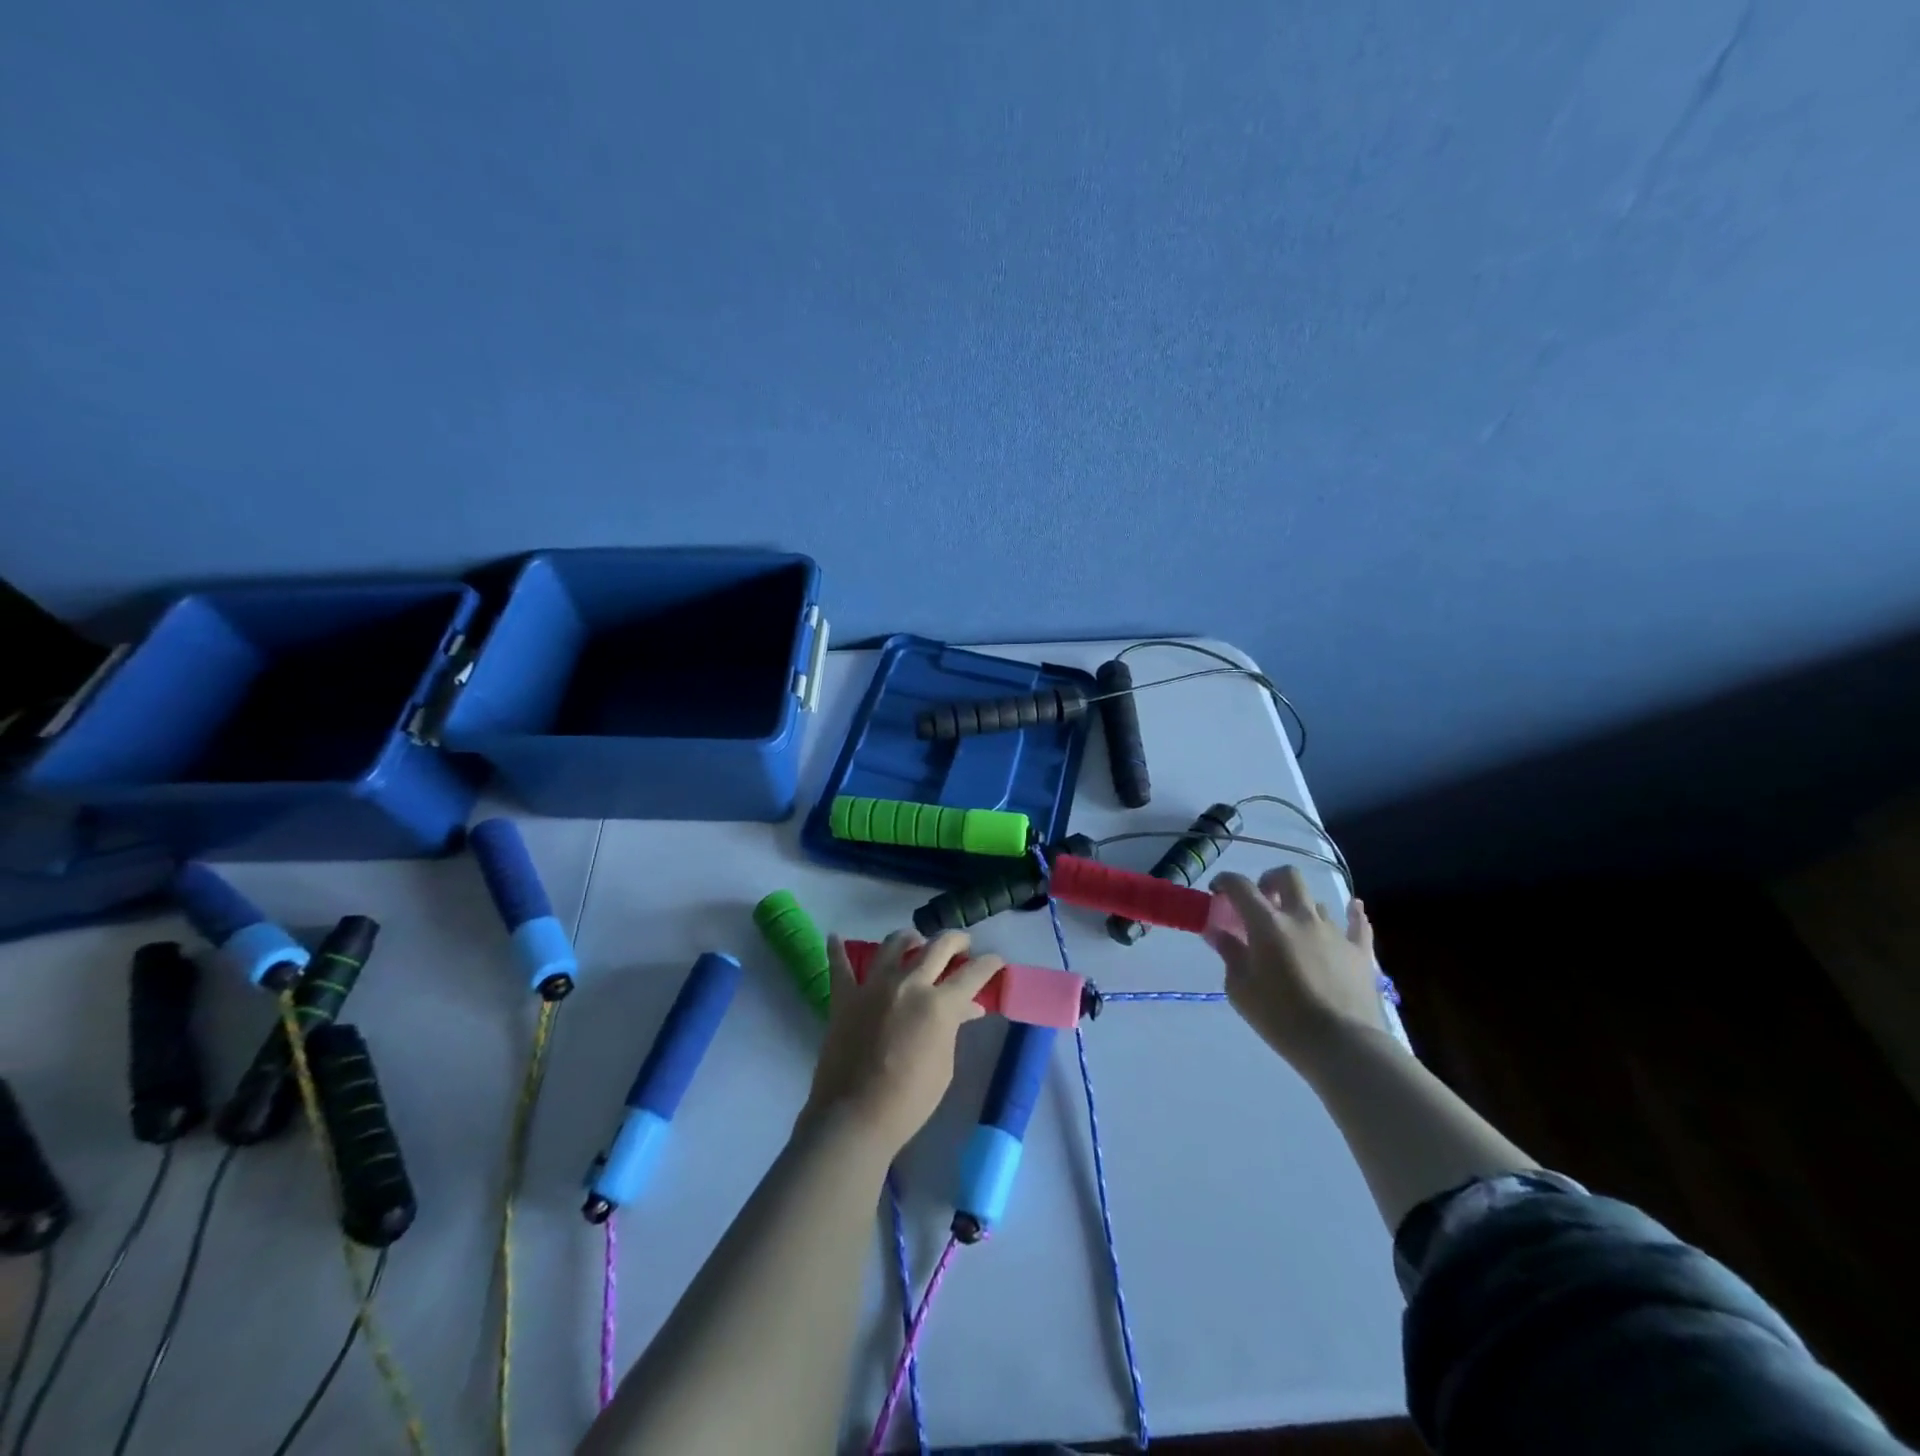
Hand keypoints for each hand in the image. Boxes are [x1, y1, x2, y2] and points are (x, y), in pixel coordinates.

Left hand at [802, 930, 1004, 1158]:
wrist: (855, 1118)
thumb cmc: (910, 1100)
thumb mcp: (945, 1065)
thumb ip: (953, 1028)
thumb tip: (966, 1009)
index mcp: (939, 1003)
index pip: (973, 973)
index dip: (989, 964)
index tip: (996, 960)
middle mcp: (908, 983)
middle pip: (937, 946)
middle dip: (956, 940)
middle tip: (963, 945)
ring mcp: (873, 986)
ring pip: (893, 944)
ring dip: (910, 938)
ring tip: (916, 941)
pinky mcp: (844, 997)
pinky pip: (839, 966)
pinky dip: (837, 950)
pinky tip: (835, 937)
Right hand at [1209, 868, 1384, 1071]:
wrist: (1342, 1045)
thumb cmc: (1281, 1019)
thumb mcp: (1240, 989)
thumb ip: (1229, 954)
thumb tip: (1218, 932)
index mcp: (1267, 924)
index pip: (1240, 886)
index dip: (1224, 882)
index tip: (1217, 891)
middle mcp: (1301, 917)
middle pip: (1287, 876)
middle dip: (1270, 880)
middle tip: (1261, 899)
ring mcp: (1335, 932)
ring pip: (1317, 902)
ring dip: (1301, 908)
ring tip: (1295, 930)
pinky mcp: (1360, 951)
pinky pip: (1358, 923)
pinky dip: (1352, 915)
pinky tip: (1352, 910)